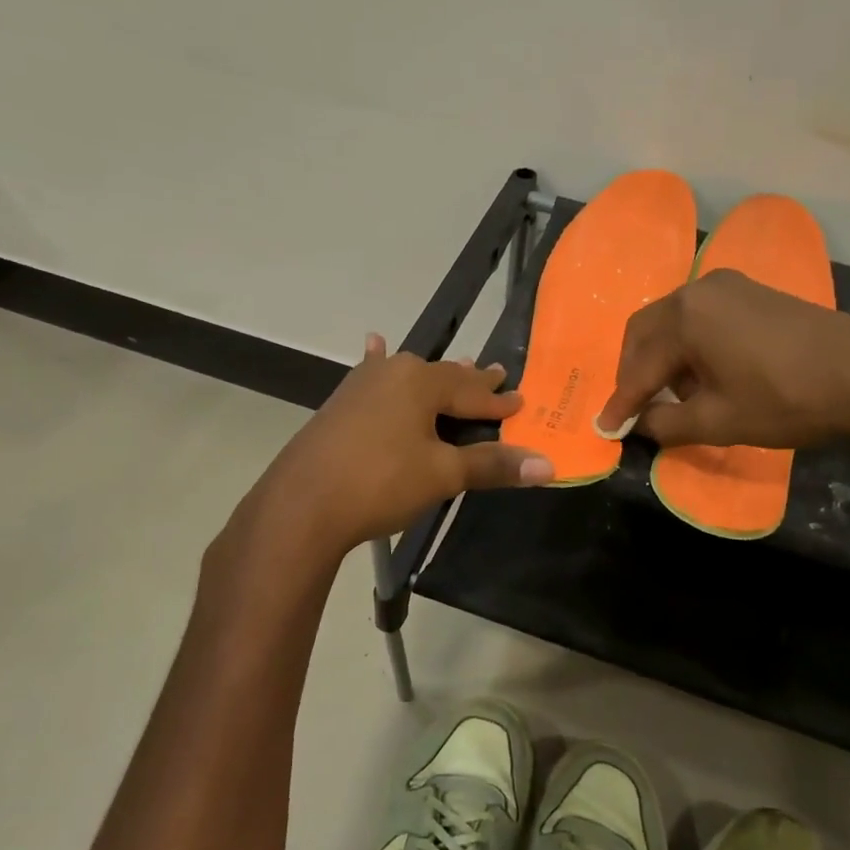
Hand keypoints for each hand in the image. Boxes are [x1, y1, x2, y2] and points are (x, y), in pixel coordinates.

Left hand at [249, 335, 553, 555]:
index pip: (473, 392)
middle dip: (471, 382)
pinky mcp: (341, 403)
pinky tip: (375, 345)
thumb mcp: (442, 475)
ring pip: (410, 377)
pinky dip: (382, 365)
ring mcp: (362, 385)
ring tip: (457, 368)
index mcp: (421, 382)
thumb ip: (492, 465)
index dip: (500, 402)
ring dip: (436, 378)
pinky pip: (374, 377)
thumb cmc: (380, 482)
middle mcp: (392, 372)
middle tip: (496, 375)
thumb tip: (548, 465)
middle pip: (443, 377)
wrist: (301, 504)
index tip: (522, 401)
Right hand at [596, 269, 849, 449]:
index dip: (621, 402)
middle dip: (635, 372)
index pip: (639, 367)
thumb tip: (638, 425)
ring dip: (662, 358)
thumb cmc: (787, 401)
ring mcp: (728, 287)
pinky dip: (689, 346)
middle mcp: (698, 290)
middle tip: (635, 409)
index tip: (604, 428)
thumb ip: (665, 425)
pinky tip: (704, 374)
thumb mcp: (718, 422)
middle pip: (646, 332)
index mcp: (684, 317)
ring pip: (672, 322)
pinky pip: (701, 317)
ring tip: (673, 397)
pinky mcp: (752, 292)